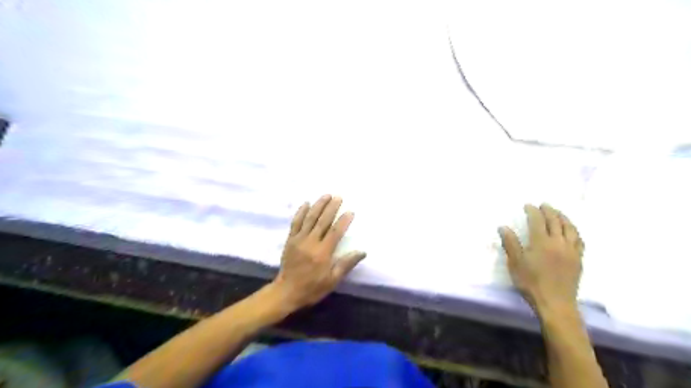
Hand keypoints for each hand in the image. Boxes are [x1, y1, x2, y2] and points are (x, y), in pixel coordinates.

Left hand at [270, 196, 366, 310]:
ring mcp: (299, 239)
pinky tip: (306, 203)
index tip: (350, 211)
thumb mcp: (332, 280)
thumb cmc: (312, 288)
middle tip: (339, 197)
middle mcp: (311, 242)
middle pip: (323, 221)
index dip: (344, 221)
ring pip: (310, 218)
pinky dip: (301, 212)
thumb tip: (362, 252)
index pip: (335, 232)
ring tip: (326, 195)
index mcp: (323, 253)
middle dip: (331, 207)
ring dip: (318, 205)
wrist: (286, 292)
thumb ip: (346, 264)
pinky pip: (296, 222)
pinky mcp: (290, 240)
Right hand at [500, 205, 584, 313]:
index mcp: (541, 242)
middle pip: (555, 221)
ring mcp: (571, 250)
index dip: (532, 211)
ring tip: (558, 213)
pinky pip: (579, 240)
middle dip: (549, 211)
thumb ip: (510, 243)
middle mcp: (558, 242)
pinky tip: (571, 231)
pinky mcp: (578, 259)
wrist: (555, 303)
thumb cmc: (531, 282)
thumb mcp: (515, 263)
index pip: (538, 220)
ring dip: (563, 218)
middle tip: (543, 205)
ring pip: (570, 228)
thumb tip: (503, 227)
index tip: (528, 205)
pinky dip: (574, 231)